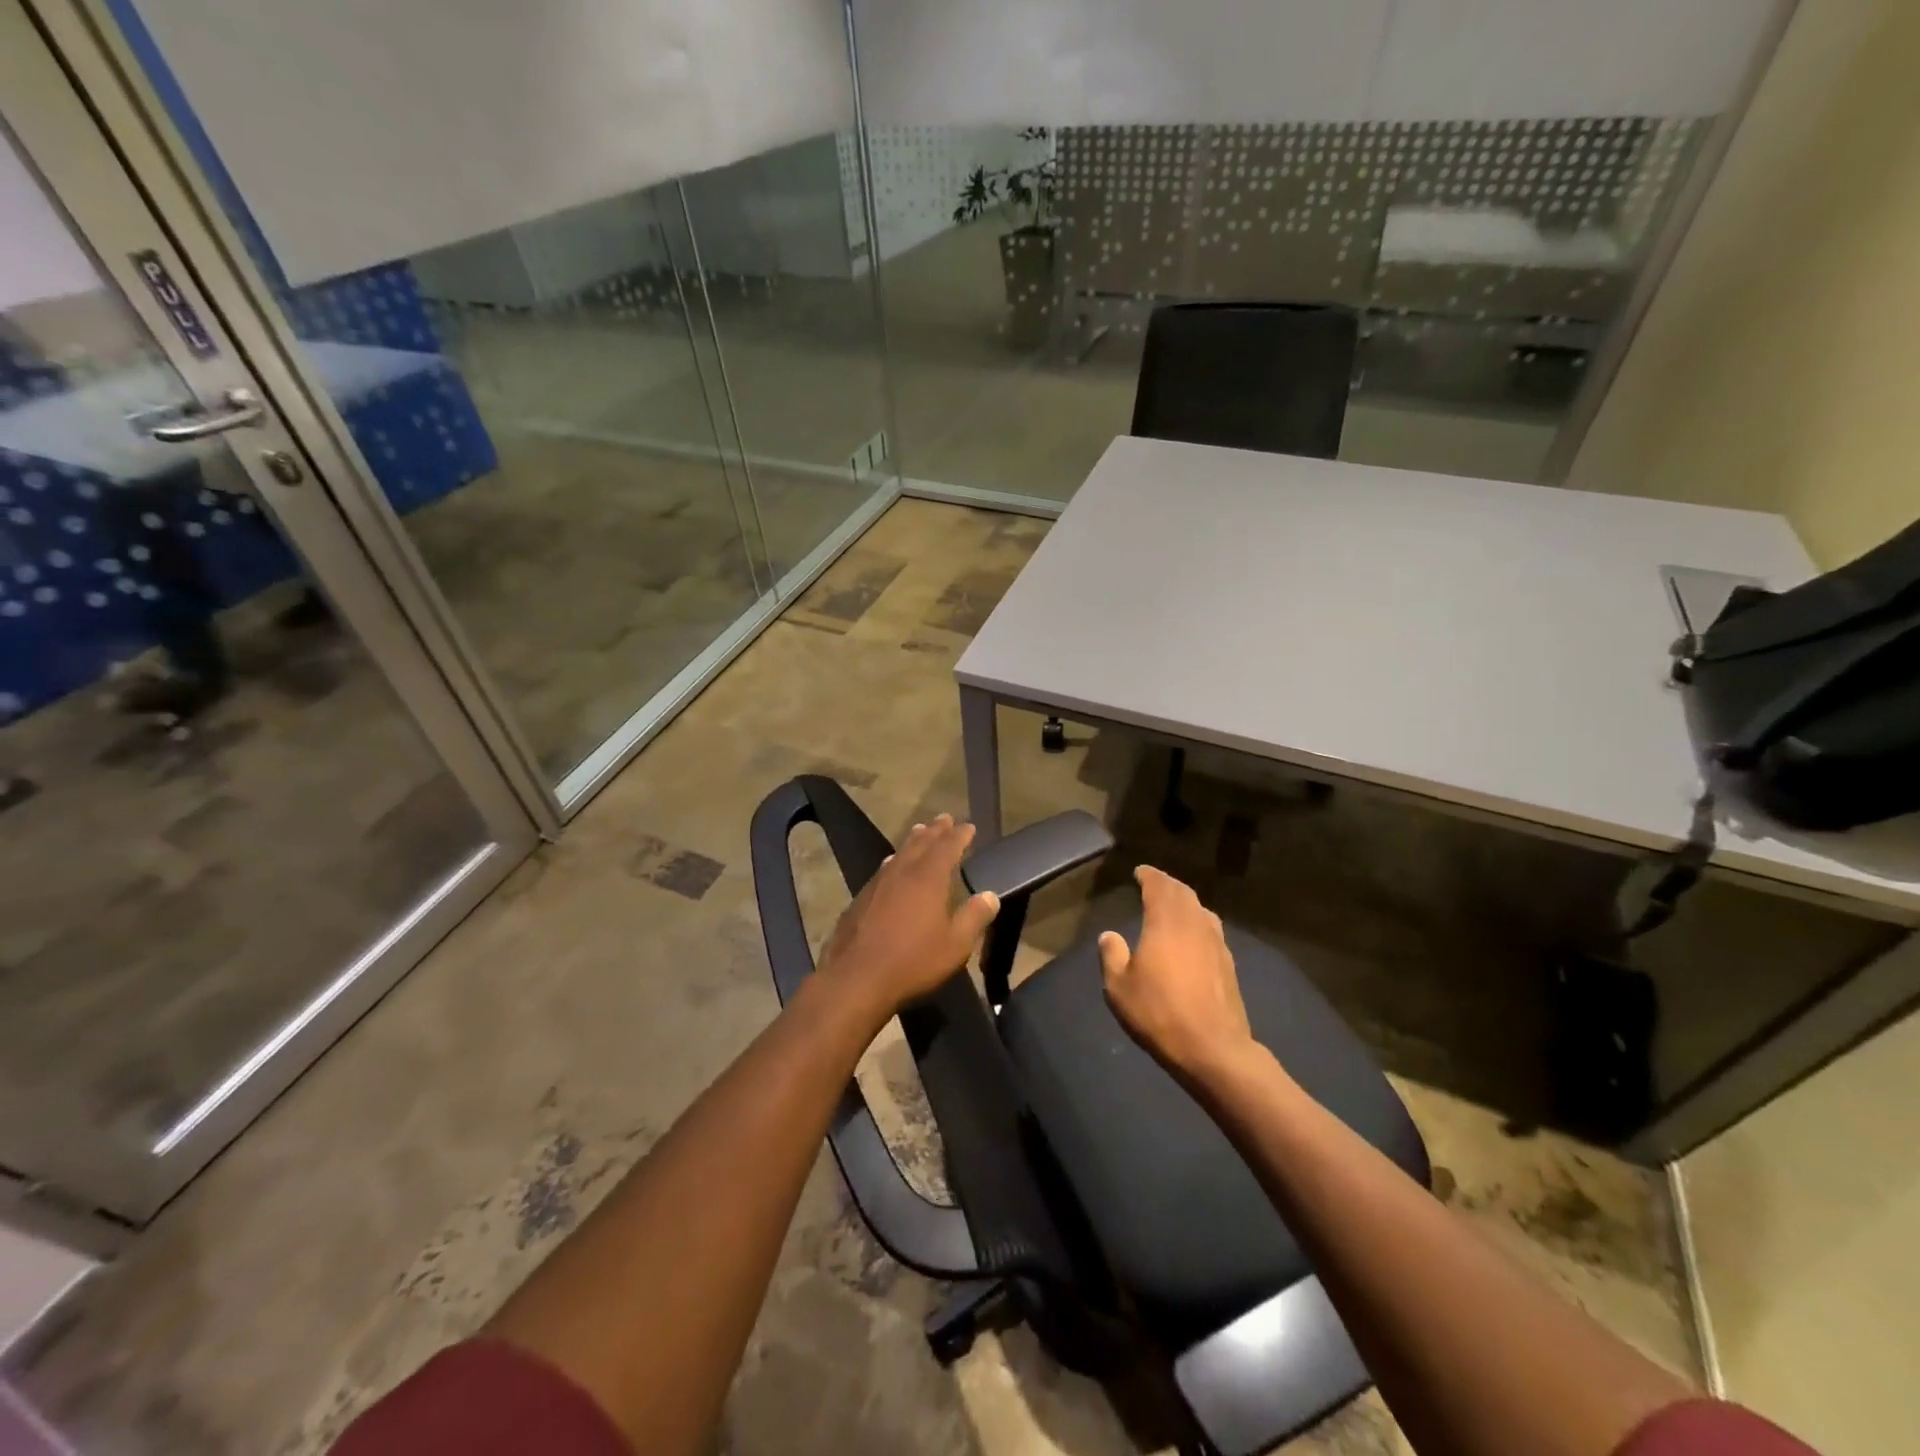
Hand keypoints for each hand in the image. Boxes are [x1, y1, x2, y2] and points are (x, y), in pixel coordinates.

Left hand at [817, 814, 999, 1016]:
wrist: (857, 977)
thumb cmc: (913, 961)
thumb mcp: (955, 945)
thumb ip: (974, 917)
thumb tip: (990, 895)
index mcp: (928, 878)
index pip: (948, 846)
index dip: (960, 835)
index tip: (968, 826)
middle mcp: (902, 872)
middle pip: (921, 843)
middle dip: (935, 830)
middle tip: (944, 818)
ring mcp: (878, 883)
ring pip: (899, 852)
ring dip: (913, 841)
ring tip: (920, 832)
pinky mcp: (861, 898)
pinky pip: (883, 869)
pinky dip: (894, 861)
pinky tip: (891, 865)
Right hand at [1099, 866, 1255, 1084]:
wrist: (1213, 1049)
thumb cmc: (1159, 1013)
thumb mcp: (1119, 987)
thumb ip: (1112, 955)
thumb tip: (1110, 935)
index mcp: (1166, 922)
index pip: (1159, 886)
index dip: (1149, 875)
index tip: (1139, 871)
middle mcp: (1194, 924)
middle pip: (1183, 893)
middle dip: (1167, 885)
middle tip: (1153, 884)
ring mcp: (1217, 943)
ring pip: (1201, 910)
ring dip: (1185, 903)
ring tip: (1172, 907)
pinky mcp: (1229, 965)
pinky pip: (1211, 931)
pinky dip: (1197, 923)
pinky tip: (1192, 938)